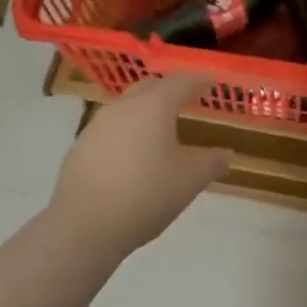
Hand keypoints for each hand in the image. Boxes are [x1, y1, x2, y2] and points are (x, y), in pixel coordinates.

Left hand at [48, 74, 229, 251]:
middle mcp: (123, 107)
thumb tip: (225, 157)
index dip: (198, 82)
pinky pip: (110, 129)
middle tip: (186, 100)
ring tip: (159, 129)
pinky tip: (132, 154)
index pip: (180, 83)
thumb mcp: (189, 182)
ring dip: (145, 111)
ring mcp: (97, 125)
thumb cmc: (146, 195)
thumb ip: (210, 165)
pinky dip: (126, 132)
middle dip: (169, 90)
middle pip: (149, 88)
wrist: (85, 224)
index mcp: (153, 107)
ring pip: (126, 107)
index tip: (211, 84)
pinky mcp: (80, 146)